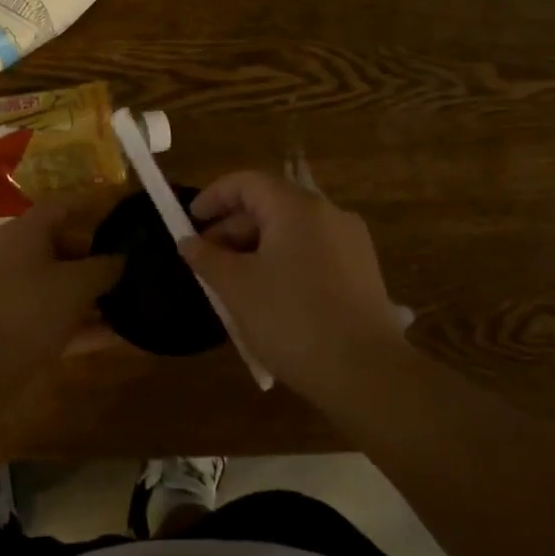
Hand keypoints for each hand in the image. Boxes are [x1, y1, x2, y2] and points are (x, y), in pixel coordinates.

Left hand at [0, 197, 123, 372]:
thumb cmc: (27, 309)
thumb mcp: (75, 285)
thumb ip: (104, 268)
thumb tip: (121, 259)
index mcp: (26, 232)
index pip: (61, 206)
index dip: (91, 206)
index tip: (122, 214)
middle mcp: (16, 257)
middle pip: (62, 246)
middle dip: (97, 256)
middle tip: (133, 266)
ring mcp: (12, 295)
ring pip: (59, 287)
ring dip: (92, 295)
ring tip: (133, 300)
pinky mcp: (14, 329)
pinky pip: (55, 319)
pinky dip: (82, 325)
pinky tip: (118, 337)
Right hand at [179, 171, 404, 402]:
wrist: (366, 372)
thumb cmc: (292, 320)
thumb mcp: (236, 288)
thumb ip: (206, 258)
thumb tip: (188, 242)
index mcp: (296, 207)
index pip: (247, 183)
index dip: (213, 197)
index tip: (190, 223)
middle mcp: (328, 213)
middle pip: (270, 205)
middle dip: (232, 229)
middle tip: (207, 261)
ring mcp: (350, 241)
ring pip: (291, 231)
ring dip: (256, 248)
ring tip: (233, 284)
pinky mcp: (362, 271)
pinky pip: (312, 252)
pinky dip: (283, 262)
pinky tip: (269, 296)